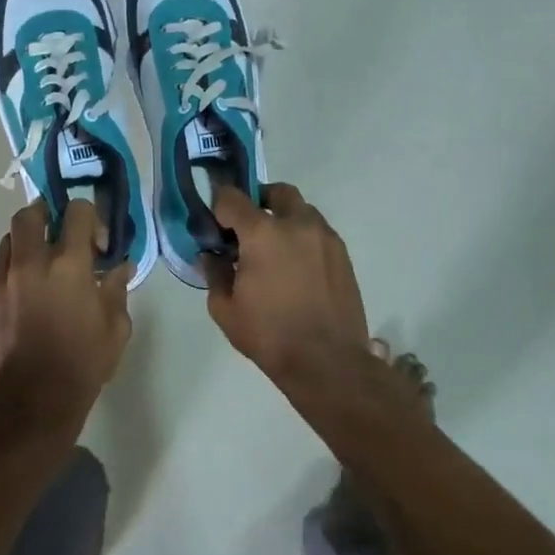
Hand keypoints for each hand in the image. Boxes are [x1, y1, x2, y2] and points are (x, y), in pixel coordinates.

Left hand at [0, 199, 132, 438]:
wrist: (29, 404)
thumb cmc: (81, 365)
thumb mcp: (115, 329)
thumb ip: (117, 290)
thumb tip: (120, 267)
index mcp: (69, 265)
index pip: (77, 211)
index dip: (89, 217)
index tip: (96, 243)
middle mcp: (32, 262)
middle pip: (30, 213)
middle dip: (47, 215)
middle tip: (60, 234)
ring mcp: (4, 279)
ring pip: (10, 238)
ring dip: (28, 242)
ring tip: (41, 264)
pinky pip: (0, 269)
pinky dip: (15, 270)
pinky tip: (27, 295)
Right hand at [203, 183, 369, 383]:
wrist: (328, 363)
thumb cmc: (270, 336)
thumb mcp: (226, 310)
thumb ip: (214, 274)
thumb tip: (211, 255)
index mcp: (262, 233)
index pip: (232, 198)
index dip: (219, 205)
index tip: (216, 223)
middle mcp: (296, 224)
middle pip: (277, 191)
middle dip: (259, 200)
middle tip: (248, 227)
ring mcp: (325, 237)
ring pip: (302, 210)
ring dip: (284, 218)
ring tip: (275, 248)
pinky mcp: (343, 254)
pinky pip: (318, 231)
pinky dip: (303, 237)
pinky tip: (296, 266)